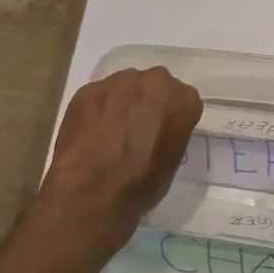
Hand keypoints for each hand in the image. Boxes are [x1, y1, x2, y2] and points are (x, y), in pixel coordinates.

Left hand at [40, 68, 202, 243]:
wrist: (92, 191)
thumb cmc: (141, 184)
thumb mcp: (172, 160)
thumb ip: (171, 133)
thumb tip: (157, 132)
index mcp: (183, 100)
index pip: (184, 100)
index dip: (173, 117)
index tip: (163, 133)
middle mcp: (154, 82)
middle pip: (155, 86)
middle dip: (148, 102)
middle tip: (137, 129)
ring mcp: (119, 82)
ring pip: (125, 87)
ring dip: (122, 103)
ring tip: (109, 132)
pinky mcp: (89, 89)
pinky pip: (98, 96)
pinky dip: (97, 110)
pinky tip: (90, 133)